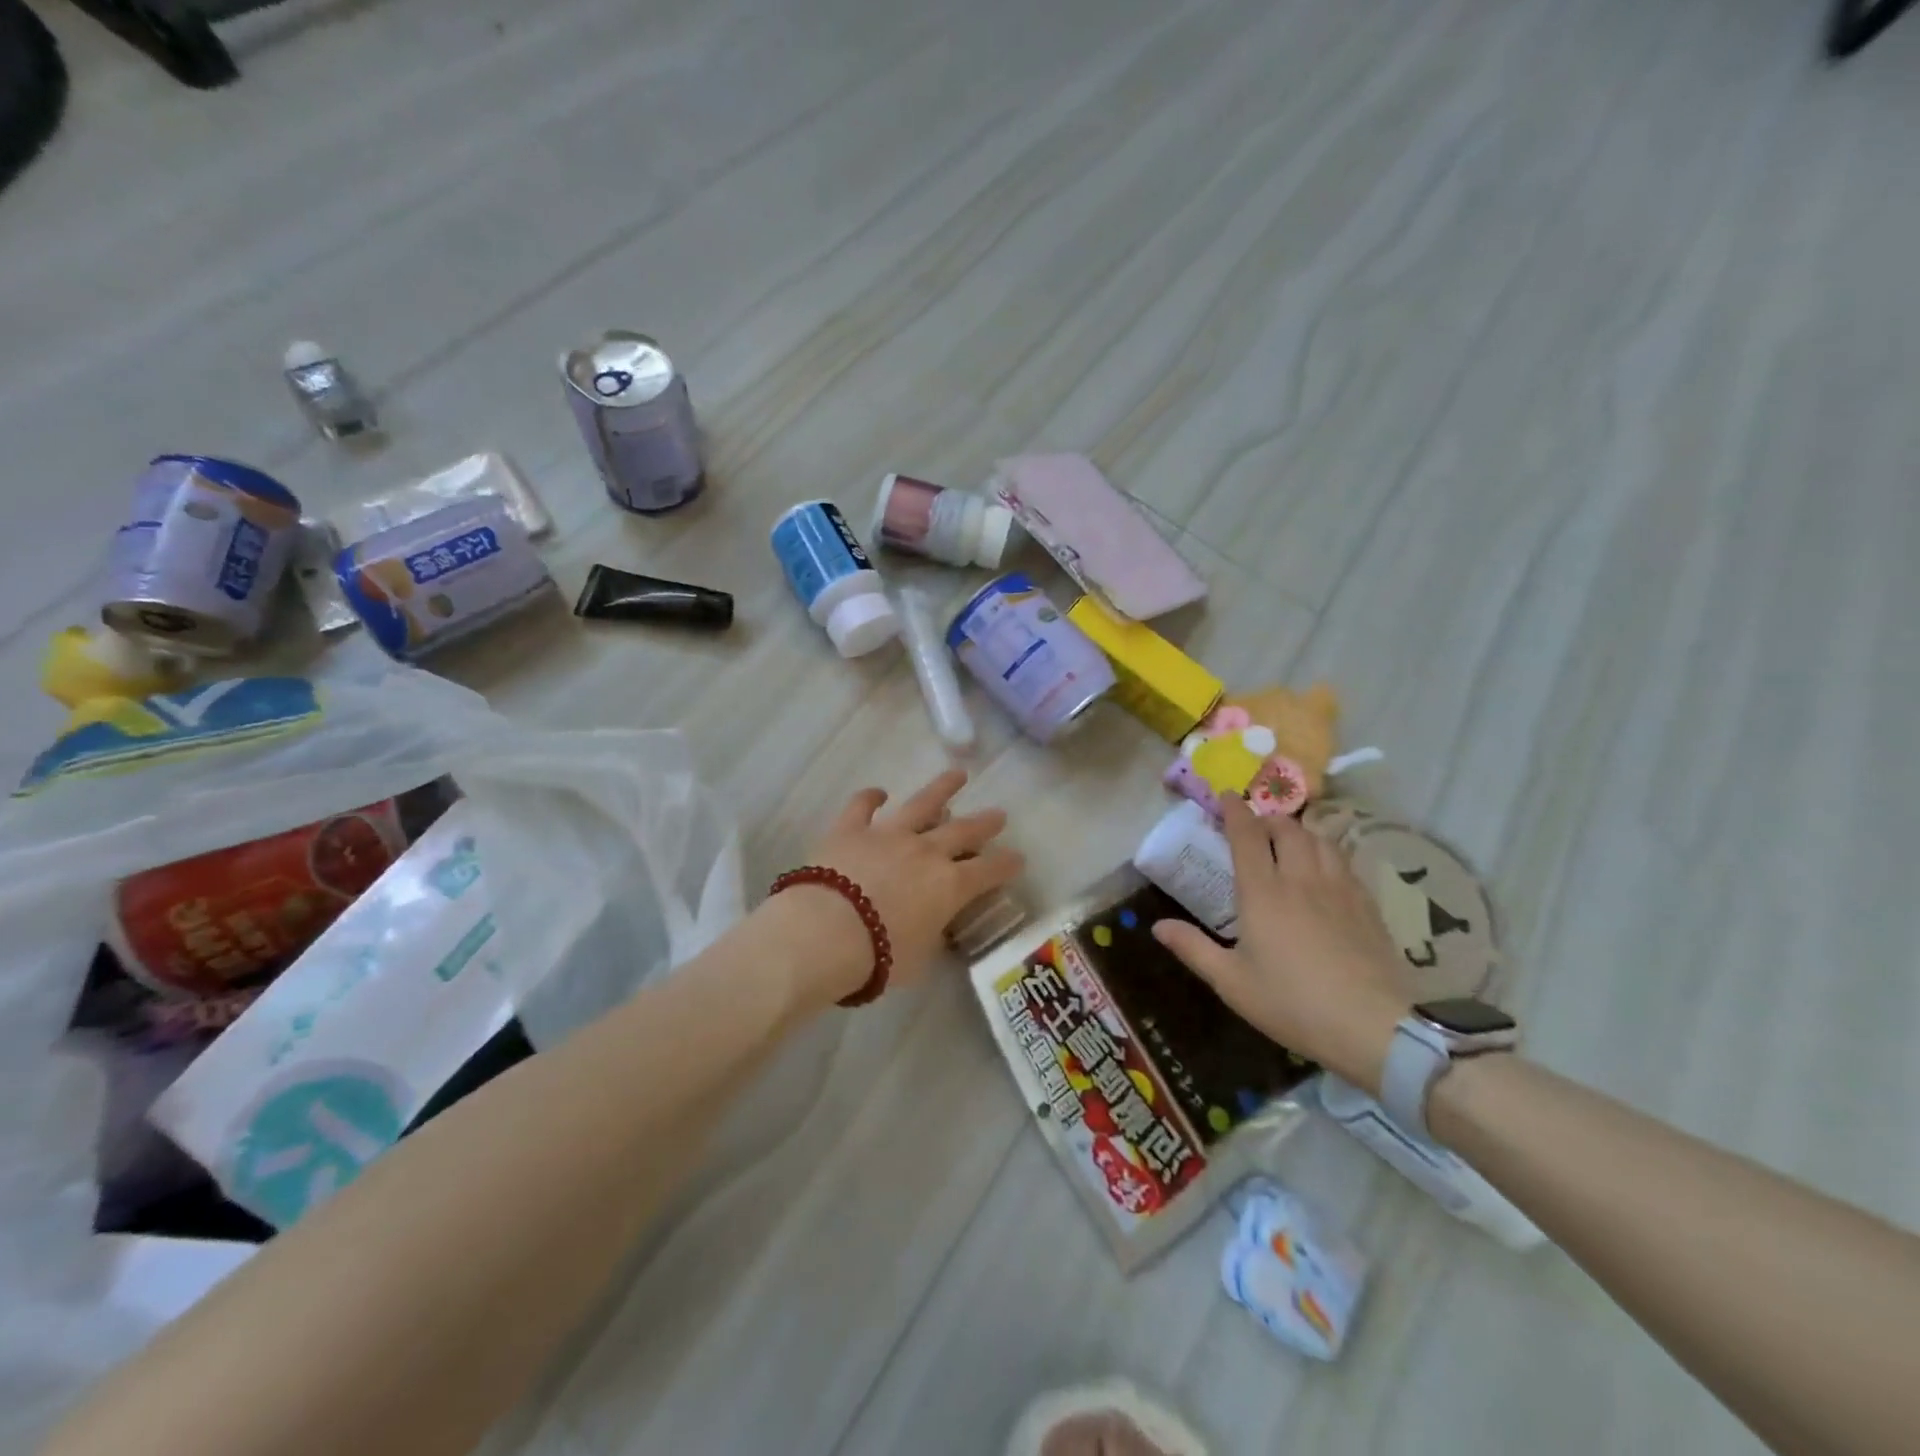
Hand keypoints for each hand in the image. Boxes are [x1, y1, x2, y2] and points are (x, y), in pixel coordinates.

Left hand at [772, 769, 1023, 1008]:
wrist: (827, 932)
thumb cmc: (879, 957)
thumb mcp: (918, 958)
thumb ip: (930, 936)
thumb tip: (933, 927)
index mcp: (949, 886)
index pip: (989, 872)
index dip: (1007, 865)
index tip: (1018, 858)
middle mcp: (926, 852)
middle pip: (963, 831)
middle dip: (985, 823)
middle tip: (999, 813)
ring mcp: (888, 834)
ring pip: (921, 804)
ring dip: (942, 788)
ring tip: (957, 774)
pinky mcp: (851, 829)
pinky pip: (863, 806)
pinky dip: (871, 797)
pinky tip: (878, 792)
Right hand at [1152, 797, 1412, 1092]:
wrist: (1371, 1027)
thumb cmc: (1291, 1003)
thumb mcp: (1231, 981)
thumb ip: (1193, 948)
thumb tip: (1157, 926)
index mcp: (1262, 891)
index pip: (1247, 835)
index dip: (1235, 811)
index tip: (1226, 795)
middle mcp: (1301, 879)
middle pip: (1287, 829)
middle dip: (1268, 819)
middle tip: (1256, 828)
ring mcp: (1339, 889)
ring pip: (1320, 840)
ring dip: (1301, 832)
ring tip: (1291, 842)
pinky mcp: (1367, 905)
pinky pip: (1345, 862)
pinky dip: (1327, 853)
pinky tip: (1325, 872)